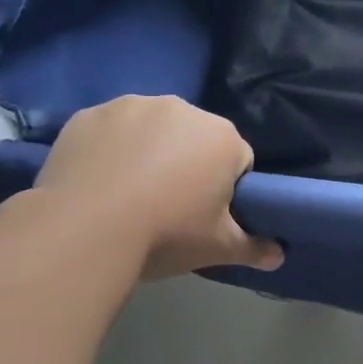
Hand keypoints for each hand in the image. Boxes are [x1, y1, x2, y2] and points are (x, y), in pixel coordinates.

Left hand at [33, 96, 282, 279]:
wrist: (83, 230)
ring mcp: (132, 106)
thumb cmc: (165, 233)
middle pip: (194, 138)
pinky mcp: (90, 114)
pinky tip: (96, 181)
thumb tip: (278, 257)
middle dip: (187, 163)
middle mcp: (182, 109)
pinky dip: (108, 148)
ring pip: (151, 129)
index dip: (224, 187)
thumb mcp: (217, 247)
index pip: (237, 159)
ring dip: (147, 151)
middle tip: (166, 205)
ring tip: (126, 194)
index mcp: (223, 137)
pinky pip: (109, 130)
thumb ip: (253, 247)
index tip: (205, 213)